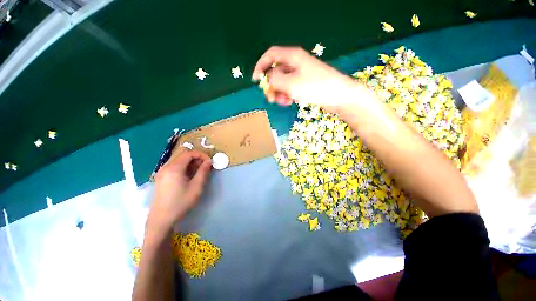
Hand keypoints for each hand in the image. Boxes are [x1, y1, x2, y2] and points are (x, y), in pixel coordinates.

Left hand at [148, 150, 211, 230]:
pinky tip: (187, 176)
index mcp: (174, 168)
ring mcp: (161, 171)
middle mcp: (165, 166)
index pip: (189, 153)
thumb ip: (203, 171)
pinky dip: (183, 166)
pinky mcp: (160, 177)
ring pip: (177, 159)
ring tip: (197, 172)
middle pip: (182, 154)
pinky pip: (173, 165)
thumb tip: (209, 161)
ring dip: (189, 162)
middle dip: (195, 157)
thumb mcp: (196, 187)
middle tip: (204, 166)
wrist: (161, 219)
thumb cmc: (181, 203)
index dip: (201, 155)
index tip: (209, 162)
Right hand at [252, 46, 374, 113]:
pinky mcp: (304, 85)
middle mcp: (295, 64)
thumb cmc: (315, 86)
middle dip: (271, 85)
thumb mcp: (291, 83)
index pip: (271, 55)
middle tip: (270, 98)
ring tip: (282, 102)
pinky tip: (289, 102)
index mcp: (292, 57)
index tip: (255, 80)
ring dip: (279, 93)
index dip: (261, 65)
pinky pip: (290, 88)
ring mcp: (300, 75)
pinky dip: (287, 95)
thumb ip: (275, 79)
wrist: (338, 96)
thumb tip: (268, 78)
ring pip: (282, 82)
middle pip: (276, 71)